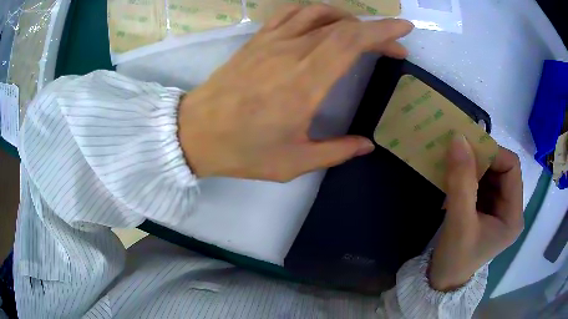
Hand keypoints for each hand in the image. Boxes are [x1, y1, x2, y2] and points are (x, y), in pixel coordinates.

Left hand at [178, 4, 413, 180]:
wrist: (195, 133)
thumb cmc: (242, 151)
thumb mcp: (293, 162)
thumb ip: (335, 151)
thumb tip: (366, 144)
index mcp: (305, 83)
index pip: (352, 42)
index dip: (383, 31)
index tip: (404, 30)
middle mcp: (291, 53)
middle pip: (343, 25)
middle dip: (376, 30)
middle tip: (394, 45)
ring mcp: (271, 41)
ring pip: (318, 13)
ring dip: (348, 18)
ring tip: (361, 33)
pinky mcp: (257, 40)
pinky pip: (291, 14)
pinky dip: (315, 12)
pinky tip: (323, 23)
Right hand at [429, 136, 523, 290]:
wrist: (442, 281)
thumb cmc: (455, 259)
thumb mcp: (459, 223)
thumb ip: (461, 182)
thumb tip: (458, 139)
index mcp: (513, 215)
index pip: (512, 168)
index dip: (492, 154)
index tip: (467, 150)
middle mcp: (510, 209)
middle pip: (502, 169)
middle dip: (481, 160)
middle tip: (457, 156)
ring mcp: (499, 209)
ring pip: (490, 174)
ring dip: (472, 167)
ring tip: (453, 168)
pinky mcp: (487, 210)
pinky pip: (481, 183)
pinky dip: (467, 176)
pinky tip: (454, 180)